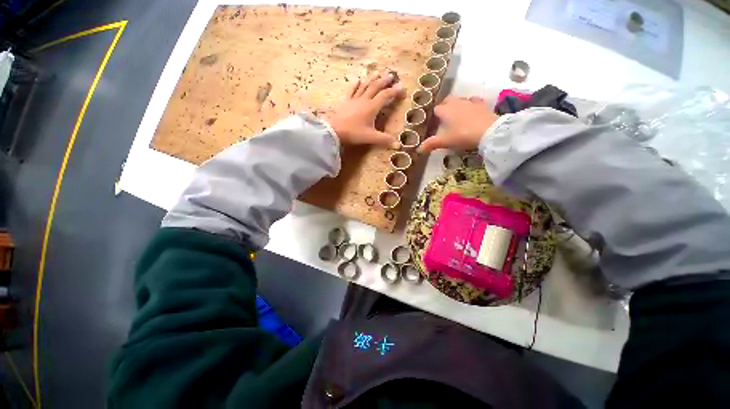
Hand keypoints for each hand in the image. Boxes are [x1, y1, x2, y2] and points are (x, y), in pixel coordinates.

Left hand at [325, 71, 404, 148]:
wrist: (334, 130)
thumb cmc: (353, 133)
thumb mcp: (371, 137)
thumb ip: (385, 140)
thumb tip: (399, 145)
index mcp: (372, 107)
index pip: (385, 96)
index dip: (394, 91)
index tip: (402, 86)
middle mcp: (364, 100)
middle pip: (375, 87)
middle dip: (384, 81)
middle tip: (391, 75)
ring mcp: (354, 99)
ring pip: (364, 86)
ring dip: (372, 79)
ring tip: (377, 72)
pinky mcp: (345, 101)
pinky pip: (351, 90)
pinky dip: (356, 84)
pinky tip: (358, 79)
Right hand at [418, 96, 498, 152]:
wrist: (489, 132)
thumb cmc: (462, 136)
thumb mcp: (445, 142)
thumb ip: (431, 144)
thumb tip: (418, 149)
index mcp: (446, 111)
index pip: (436, 109)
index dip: (434, 115)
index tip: (434, 122)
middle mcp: (457, 103)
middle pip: (447, 100)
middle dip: (444, 106)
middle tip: (444, 116)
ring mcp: (470, 102)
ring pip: (460, 99)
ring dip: (457, 104)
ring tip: (456, 114)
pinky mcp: (482, 105)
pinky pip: (474, 101)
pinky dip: (471, 104)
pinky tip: (471, 110)